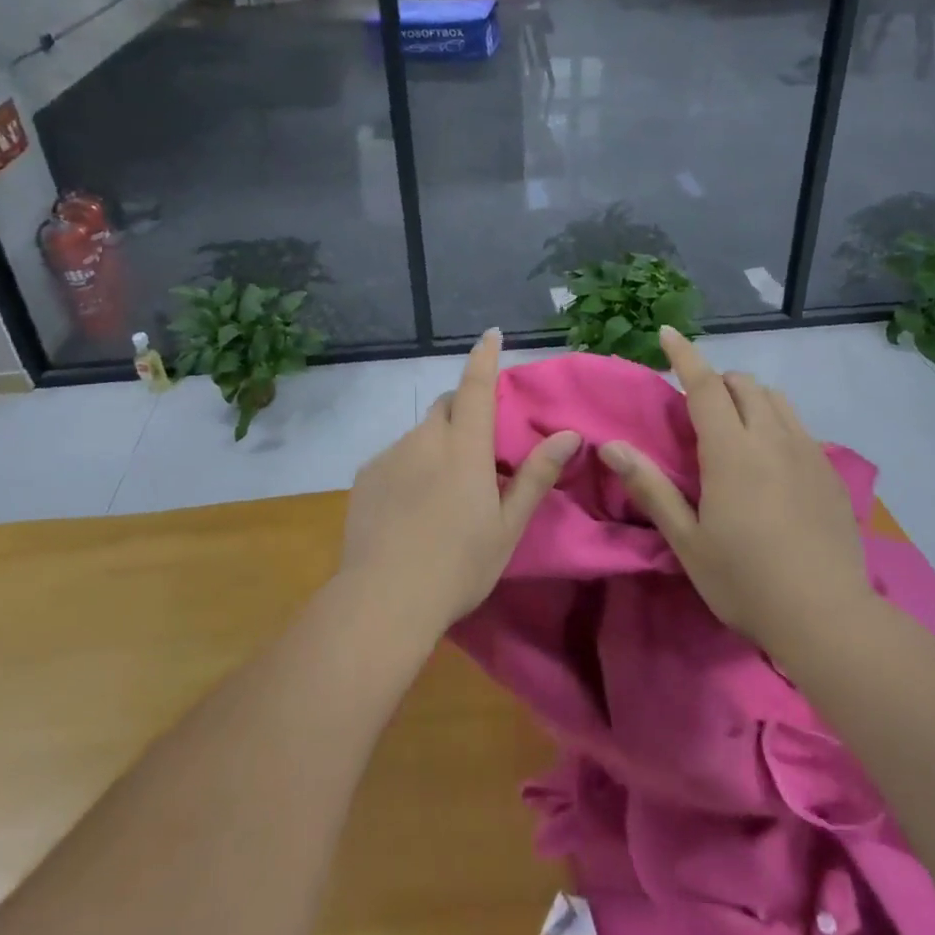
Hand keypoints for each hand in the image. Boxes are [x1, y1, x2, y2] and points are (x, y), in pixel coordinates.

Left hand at [340, 330, 579, 640]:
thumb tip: (568, 434)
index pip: (477, 387)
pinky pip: (395, 456)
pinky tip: (410, 507)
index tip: (491, 334)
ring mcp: (390, 455)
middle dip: (463, 411)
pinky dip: (410, 466)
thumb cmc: (459, 565)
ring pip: (420, 434)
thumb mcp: (508, 526)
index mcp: (465, 448)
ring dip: (436, 445)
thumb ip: (536, 476)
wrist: (384, 599)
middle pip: (446, 406)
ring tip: (441, 492)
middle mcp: (426, 439)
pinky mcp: (366, 476)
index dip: (484, 357)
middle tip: (476, 449)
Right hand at [599, 327, 871, 656]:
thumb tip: (610, 446)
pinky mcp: (830, 473)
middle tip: (697, 407)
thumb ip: (650, 488)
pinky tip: (771, 457)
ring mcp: (807, 453)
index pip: (705, 385)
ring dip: (749, 397)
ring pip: (776, 400)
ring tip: (734, 426)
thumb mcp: (687, 540)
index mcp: (731, 451)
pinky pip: (799, 426)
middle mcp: (772, 439)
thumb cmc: (745, 580)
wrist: (828, 617)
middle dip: (717, 380)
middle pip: (744, 384)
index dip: (684, 355)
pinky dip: (776, 421)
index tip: (668, 331)